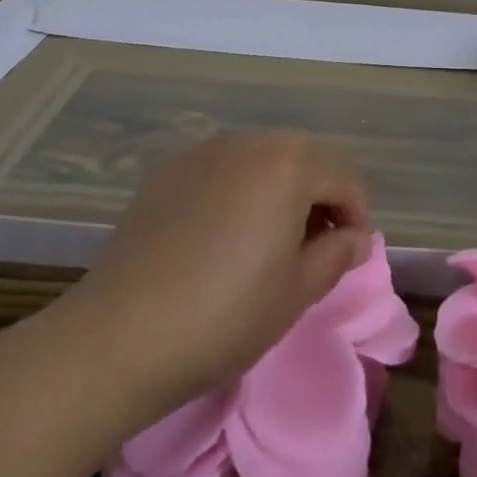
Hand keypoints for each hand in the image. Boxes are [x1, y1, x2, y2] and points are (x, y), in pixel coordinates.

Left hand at [61, 132, 371, 418]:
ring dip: (280, 189)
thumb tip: (357, 238)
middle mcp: (250, 141)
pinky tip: (222, 234)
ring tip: (269, 240)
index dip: (356, 213)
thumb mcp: (295, 293)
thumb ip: (337, 256)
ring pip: (263, 158)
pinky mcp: (170, 168)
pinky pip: (224, 168)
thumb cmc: (222, 316)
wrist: (118, 335)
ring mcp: (206, 150)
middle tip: (315, 247)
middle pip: (304, 157)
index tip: (350, 253)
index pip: (343, 175)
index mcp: (288, 164)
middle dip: (320, 195)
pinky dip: (239, 189)